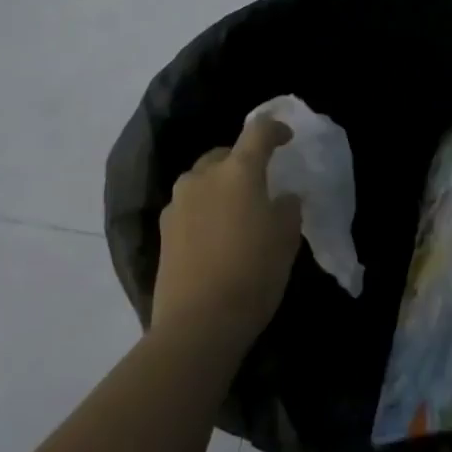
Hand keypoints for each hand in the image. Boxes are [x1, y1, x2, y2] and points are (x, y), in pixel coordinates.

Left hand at [154, 118, 301, 350]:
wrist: (199, 322)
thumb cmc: (253, 272)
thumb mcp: (286, 238)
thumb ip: (287, 208)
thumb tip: (283, 198)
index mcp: (238, 171)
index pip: (257, 132)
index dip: (274, 129)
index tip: (286, 137)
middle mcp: (203, 177)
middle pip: (225, 154)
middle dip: (243, 160)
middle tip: (261, 182)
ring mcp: (178, 203)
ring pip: (203, 179)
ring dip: (221, 185)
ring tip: (237, 210)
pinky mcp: (164, 230)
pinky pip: (190, 205)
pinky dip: (205, 209)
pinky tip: (217, 234)